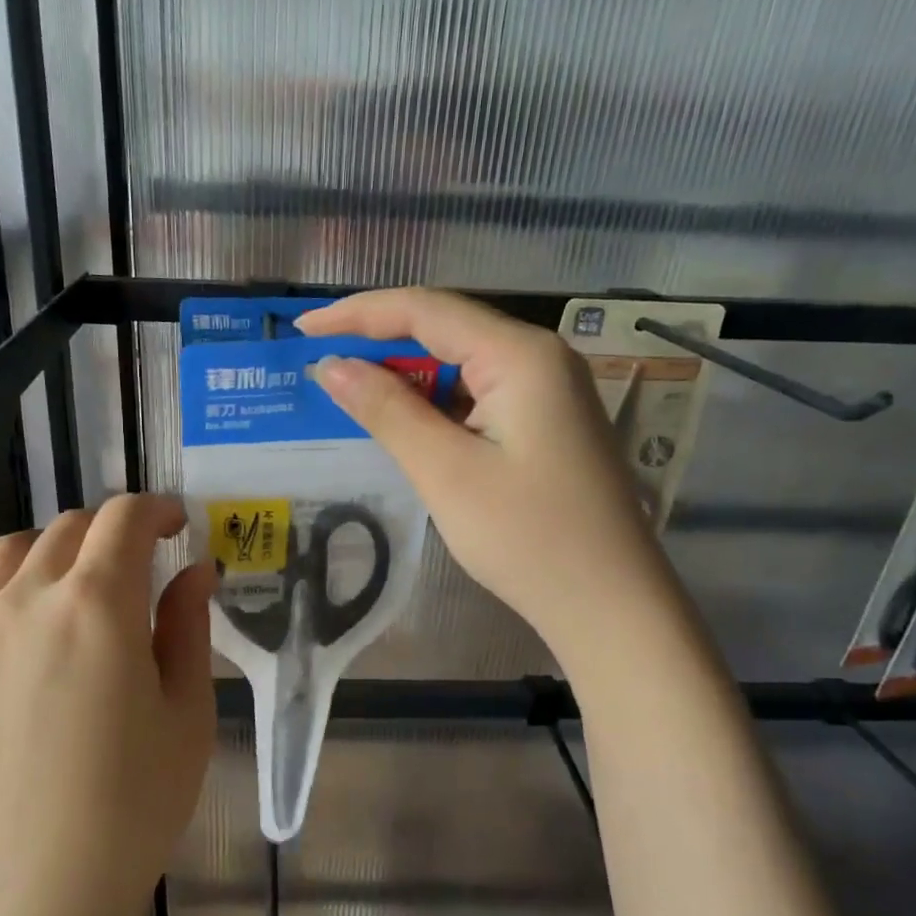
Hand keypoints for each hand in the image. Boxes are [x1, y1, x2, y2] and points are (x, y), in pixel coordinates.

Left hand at [0, 494, 216, 915]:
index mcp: (97, 602)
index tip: (181, 525)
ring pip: (11, 551)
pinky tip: (21, 619)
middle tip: (146, 560)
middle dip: (115, 528)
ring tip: (83, 580)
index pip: (125, 519)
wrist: (33, 894)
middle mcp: (28, 599)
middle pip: (69, 527)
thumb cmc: (132, 804)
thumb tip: (195, 571)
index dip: (158, 509)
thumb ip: (188, 627)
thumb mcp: (188, 713)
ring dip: (55, 546)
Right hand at [298, 288, 655, 657]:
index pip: (426, 309)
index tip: (303, 331)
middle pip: (447, 329)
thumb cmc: (528, 538)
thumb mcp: (446, 472)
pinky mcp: (548, 423)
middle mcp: (540, 357)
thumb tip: (332, 366)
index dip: (359, 314)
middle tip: (322, 367)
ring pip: (463, 364)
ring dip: (408, 378)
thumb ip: (387, 410)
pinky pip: (480, 395)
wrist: (611, 606)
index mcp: (521, 355)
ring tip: (353, 397)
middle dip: (381, 344)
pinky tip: (409, 425)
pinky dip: (438, 405)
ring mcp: (550, 391)